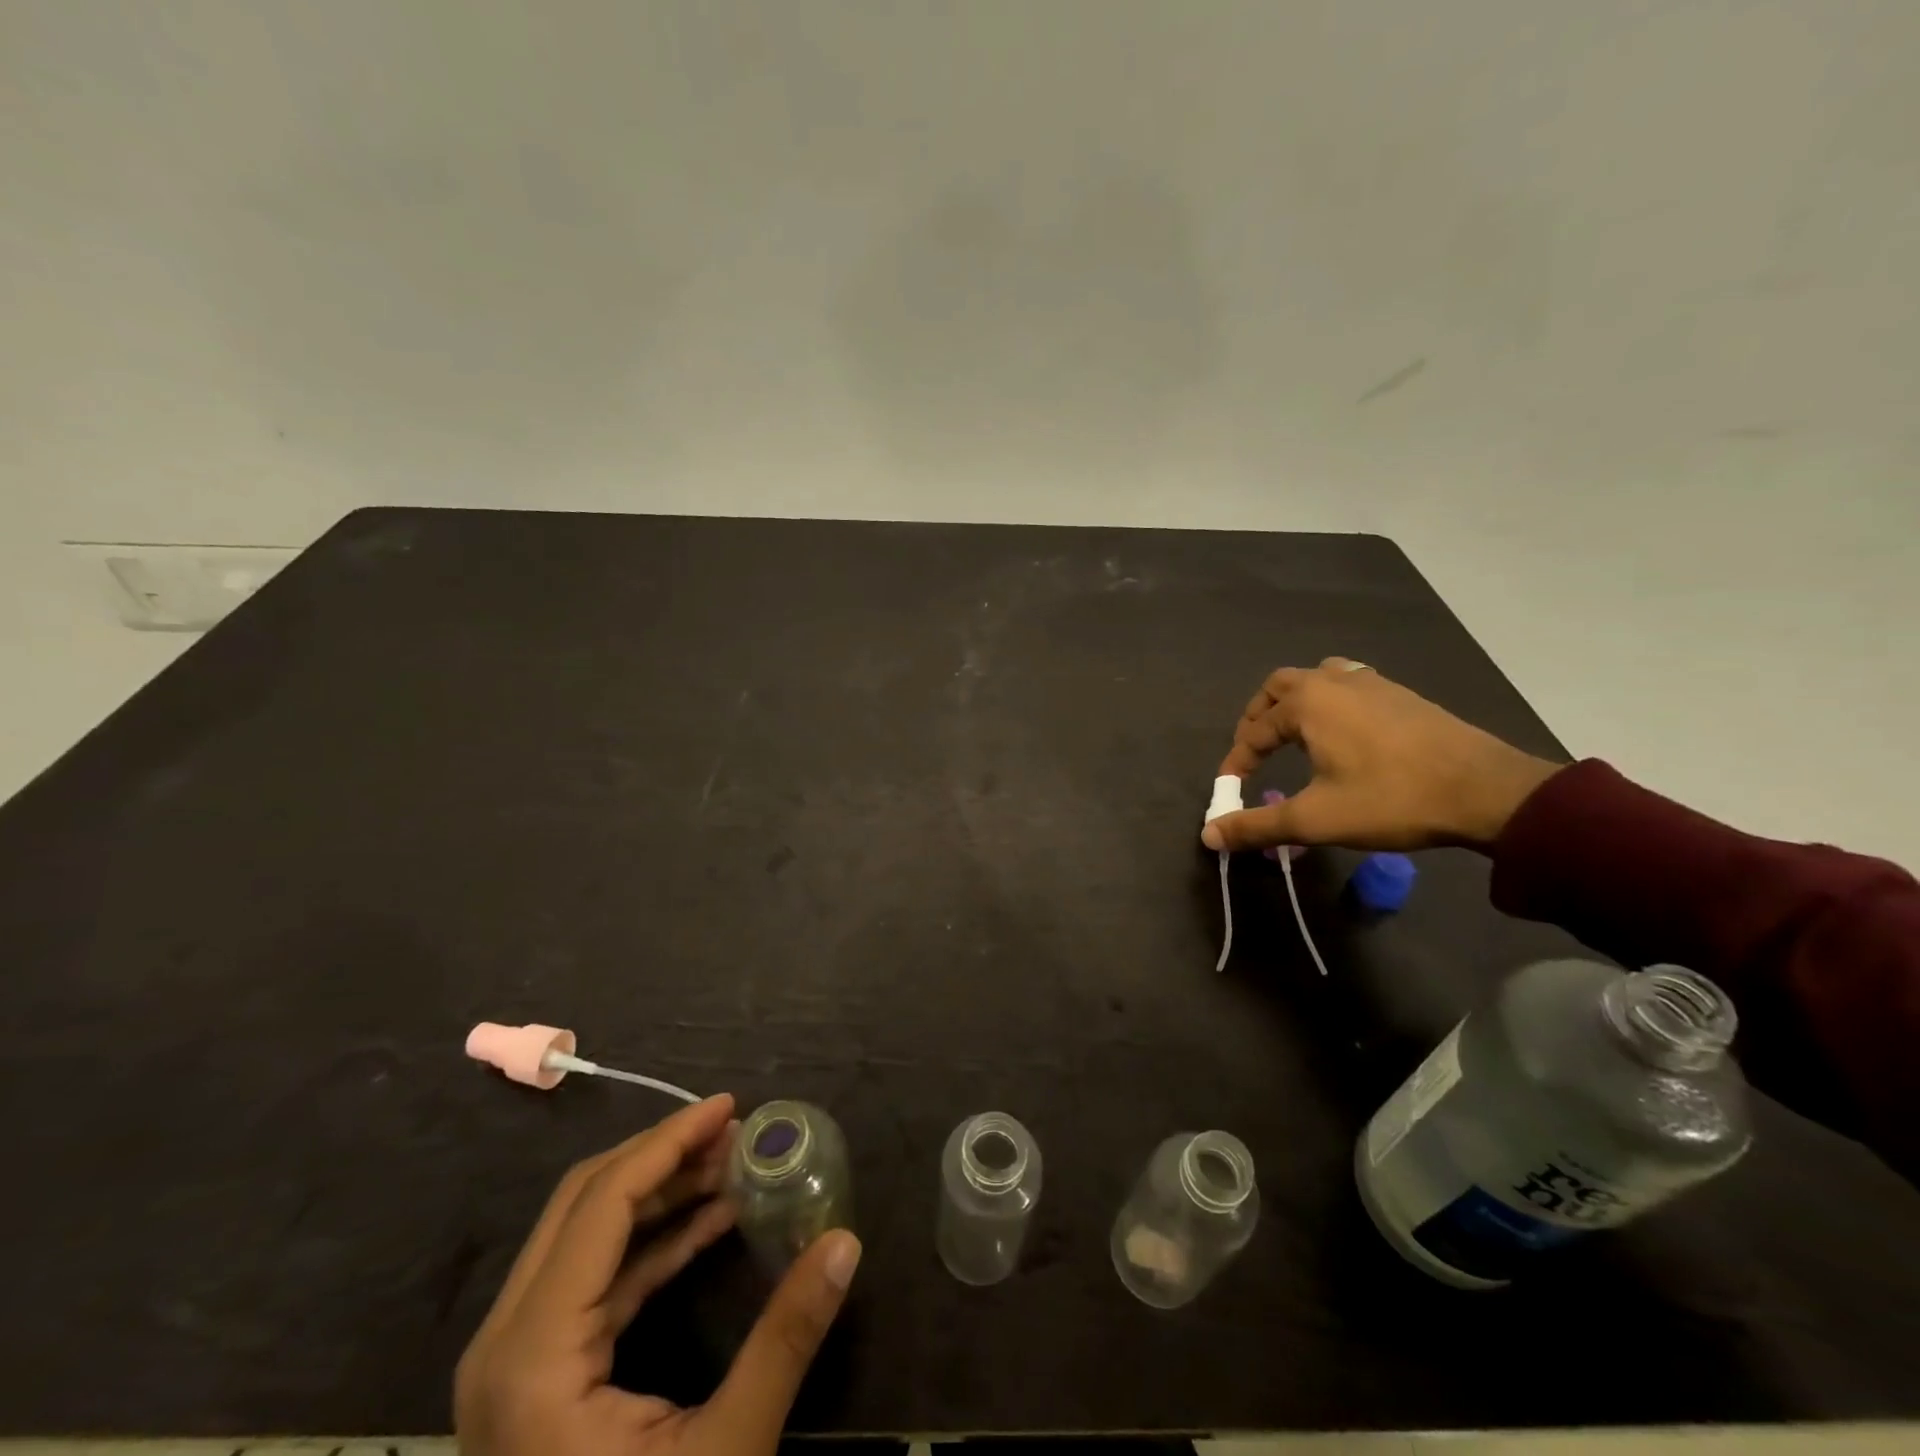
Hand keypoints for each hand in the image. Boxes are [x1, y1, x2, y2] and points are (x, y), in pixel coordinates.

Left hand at [455, 1094, 861, 1455]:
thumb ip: (784, 1341)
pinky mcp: (536, 1377)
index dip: (670, 1141)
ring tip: (732, 1165)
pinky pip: (595, 1278)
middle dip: (665, 1154)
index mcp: (534, 1356)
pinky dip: (653, 1240)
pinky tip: (711, 1222)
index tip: (729, 1107)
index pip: (604, 1202)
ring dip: (660, 1191)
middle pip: (585, 1202)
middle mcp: (506, 1343)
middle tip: (735, 1131)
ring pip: (586, 1234)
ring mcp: (514, 1362)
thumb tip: (846, 1242)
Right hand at [1202, 658, 1561, 853]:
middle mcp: (1334, 682)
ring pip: (1318, 678)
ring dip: (1296, 702)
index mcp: (1308, 703)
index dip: (1237, 762)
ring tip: (1294, 735)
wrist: (1487, 791)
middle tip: (1254, 751)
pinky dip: (1330, 702)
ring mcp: (1373, 683)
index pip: (1254, 730)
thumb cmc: (1391, 799)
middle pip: (1279, 686)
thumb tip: (1209, 835)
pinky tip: (1343, 732)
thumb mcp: (1316, 819)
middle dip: (1258, 717)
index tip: (1230, 791)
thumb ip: (1258, 825)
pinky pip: (1350, 684)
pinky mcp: (1402, 695)